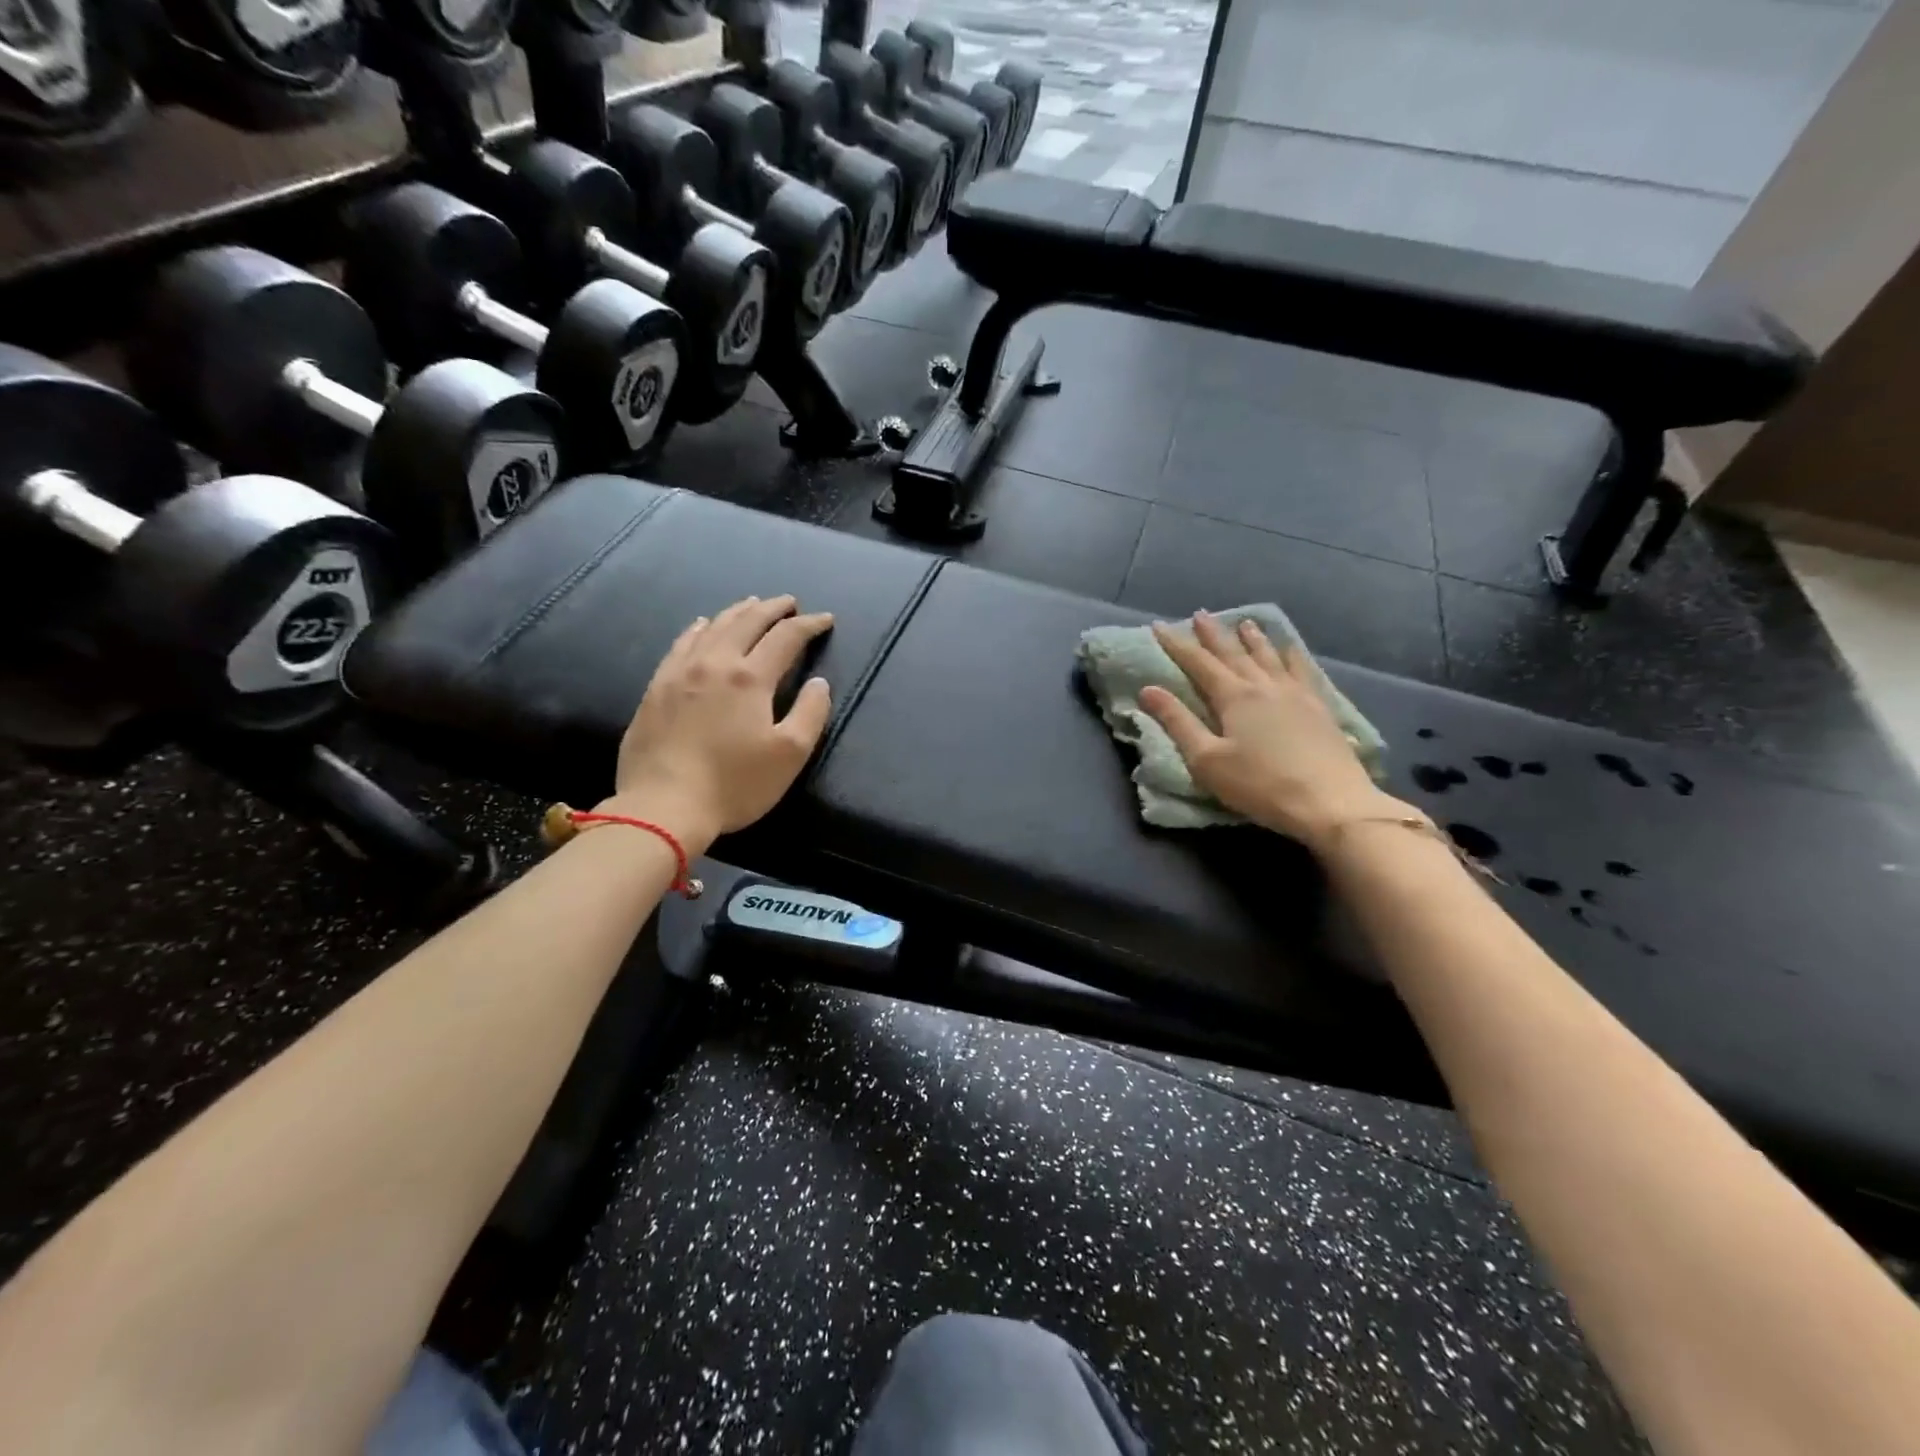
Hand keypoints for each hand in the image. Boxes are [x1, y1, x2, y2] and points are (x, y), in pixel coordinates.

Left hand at [604, 595, 833, 851]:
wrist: (663, 806)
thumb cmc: (734, 784)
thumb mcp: (789, 755)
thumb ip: (811, 713)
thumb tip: (818, 682)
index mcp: (750, 678)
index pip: (785, 638)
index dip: (809, 625)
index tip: (825, 619)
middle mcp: (715, 664)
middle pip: (747, 622)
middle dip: (772, 609)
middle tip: (789, 603)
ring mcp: (680, 673)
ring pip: (712, 627)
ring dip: (737, 612)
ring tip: (751, 605)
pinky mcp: (656, 688)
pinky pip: (681, 644)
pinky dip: (698, 628)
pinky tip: (701, 625)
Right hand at [1141, 611, 1411, 852]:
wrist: (1331, 802)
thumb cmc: (1260, 785)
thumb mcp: (1207, 760)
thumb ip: (1177, 722)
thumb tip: (1148, 689)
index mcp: (1233, 697)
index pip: (1198, 663)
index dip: (1176, 644)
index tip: (1158, 625)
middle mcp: (1264, 686)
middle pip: (1233, 653)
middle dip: (1213, 634)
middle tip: (1200, 614)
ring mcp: (1296, 694)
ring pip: (1268, 656)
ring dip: (1253, 639)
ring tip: (1244, 622)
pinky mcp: (1319, 707)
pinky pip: (1302, 670)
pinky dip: (1292, 655)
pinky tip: (1290, 649)